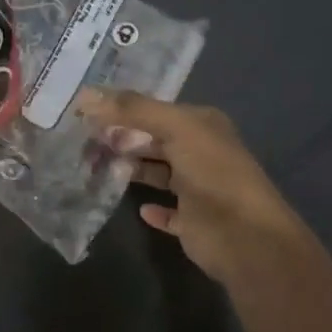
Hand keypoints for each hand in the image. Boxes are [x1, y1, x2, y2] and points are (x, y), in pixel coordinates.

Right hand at [77, 90, 309, 282]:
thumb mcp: (176, 129)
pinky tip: (138, 208)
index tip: (87, 116)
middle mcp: (202, 152)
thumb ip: (133, 110)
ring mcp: (199, 189)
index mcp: (203, 125)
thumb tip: (86, 94)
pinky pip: (169, 212)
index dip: (124, 111)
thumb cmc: (213, 174)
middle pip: (155, 141)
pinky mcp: (194, 222)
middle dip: (124, 140)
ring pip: (159, 174)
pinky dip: (153, 209)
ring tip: (98, 169)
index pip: (156, 111)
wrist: (246, 237)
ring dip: (134, 171)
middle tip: (86, 143)